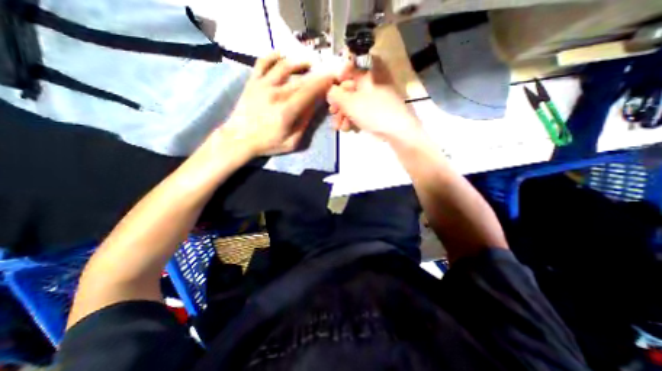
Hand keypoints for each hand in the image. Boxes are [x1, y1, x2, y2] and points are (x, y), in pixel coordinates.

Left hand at [222, 52, 336, 155]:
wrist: (239, 139)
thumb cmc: (267, 143)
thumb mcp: (292, 141)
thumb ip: (304, 123)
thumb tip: (315, 106)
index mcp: (286, 111)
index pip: (309, 92)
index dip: (323, 83)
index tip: (332, 79)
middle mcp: (276, 94)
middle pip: (301, 80)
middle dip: (316, 76)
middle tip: (325, 74)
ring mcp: (262, 85)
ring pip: (284, 66)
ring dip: (299, 63)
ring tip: (308, 64)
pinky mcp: (252, 82)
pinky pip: (262, 62)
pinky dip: (273, 56)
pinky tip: (282, 56)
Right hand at [326, 55, 423, 142]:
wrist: (396, 130)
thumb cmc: (372, 112)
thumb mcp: (349, 102)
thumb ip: (335, 94)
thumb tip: (330, 91)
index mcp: (367, 75)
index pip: (351, 68)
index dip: (338, 79)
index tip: (332, 92)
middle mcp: (372, 84)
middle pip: (351, 89)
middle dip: (339, 104)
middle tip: (332, 113)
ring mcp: (376, 98)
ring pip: (355, 102)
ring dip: (344, 115)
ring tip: (339, 127)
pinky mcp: (378, 111)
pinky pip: (363, 111)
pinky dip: (354, 119)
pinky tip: (348, 128)